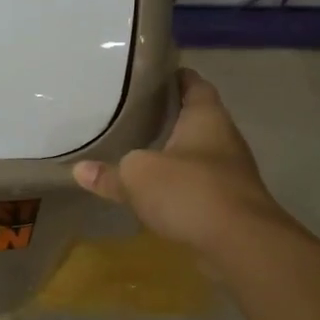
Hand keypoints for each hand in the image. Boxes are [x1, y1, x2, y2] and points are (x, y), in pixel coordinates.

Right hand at [72, 68, 291, 257]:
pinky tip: (156, 192)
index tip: (147, 76)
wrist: (240, 244)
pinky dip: (179, 185)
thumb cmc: (190, 191)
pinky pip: (198, 185)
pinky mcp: (229, 203)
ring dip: (173, 154)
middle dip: (167, 117)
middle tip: (132, 115)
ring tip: (138, 151)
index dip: (172, 76)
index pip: (193, 83)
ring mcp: (230, 172)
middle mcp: (224, 138)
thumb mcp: (138, 177)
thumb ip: (109, 173)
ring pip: (196, 154)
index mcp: (206, 117)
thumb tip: (79, 170)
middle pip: (195, 119)